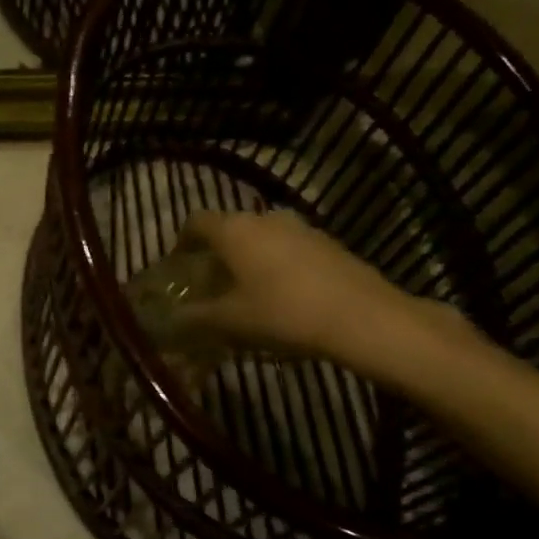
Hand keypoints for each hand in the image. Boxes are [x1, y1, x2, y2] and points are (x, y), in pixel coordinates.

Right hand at [177, 209, 435, 363]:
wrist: (366, 319)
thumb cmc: (285, 313)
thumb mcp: (232, 321)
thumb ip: (196, 317)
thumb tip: (171, 319)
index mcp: (234, 230)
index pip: (196, 222)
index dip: (182, 241)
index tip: (179, 264)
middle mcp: (264, 218)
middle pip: (230, 228)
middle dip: (217, 252)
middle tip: (212, 283)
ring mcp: (301, 228)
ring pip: (262, 237)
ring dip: (250, 257)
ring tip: (248, 291)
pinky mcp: (329, 243)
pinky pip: (290, 248)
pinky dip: (278, 264)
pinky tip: (284, 295)